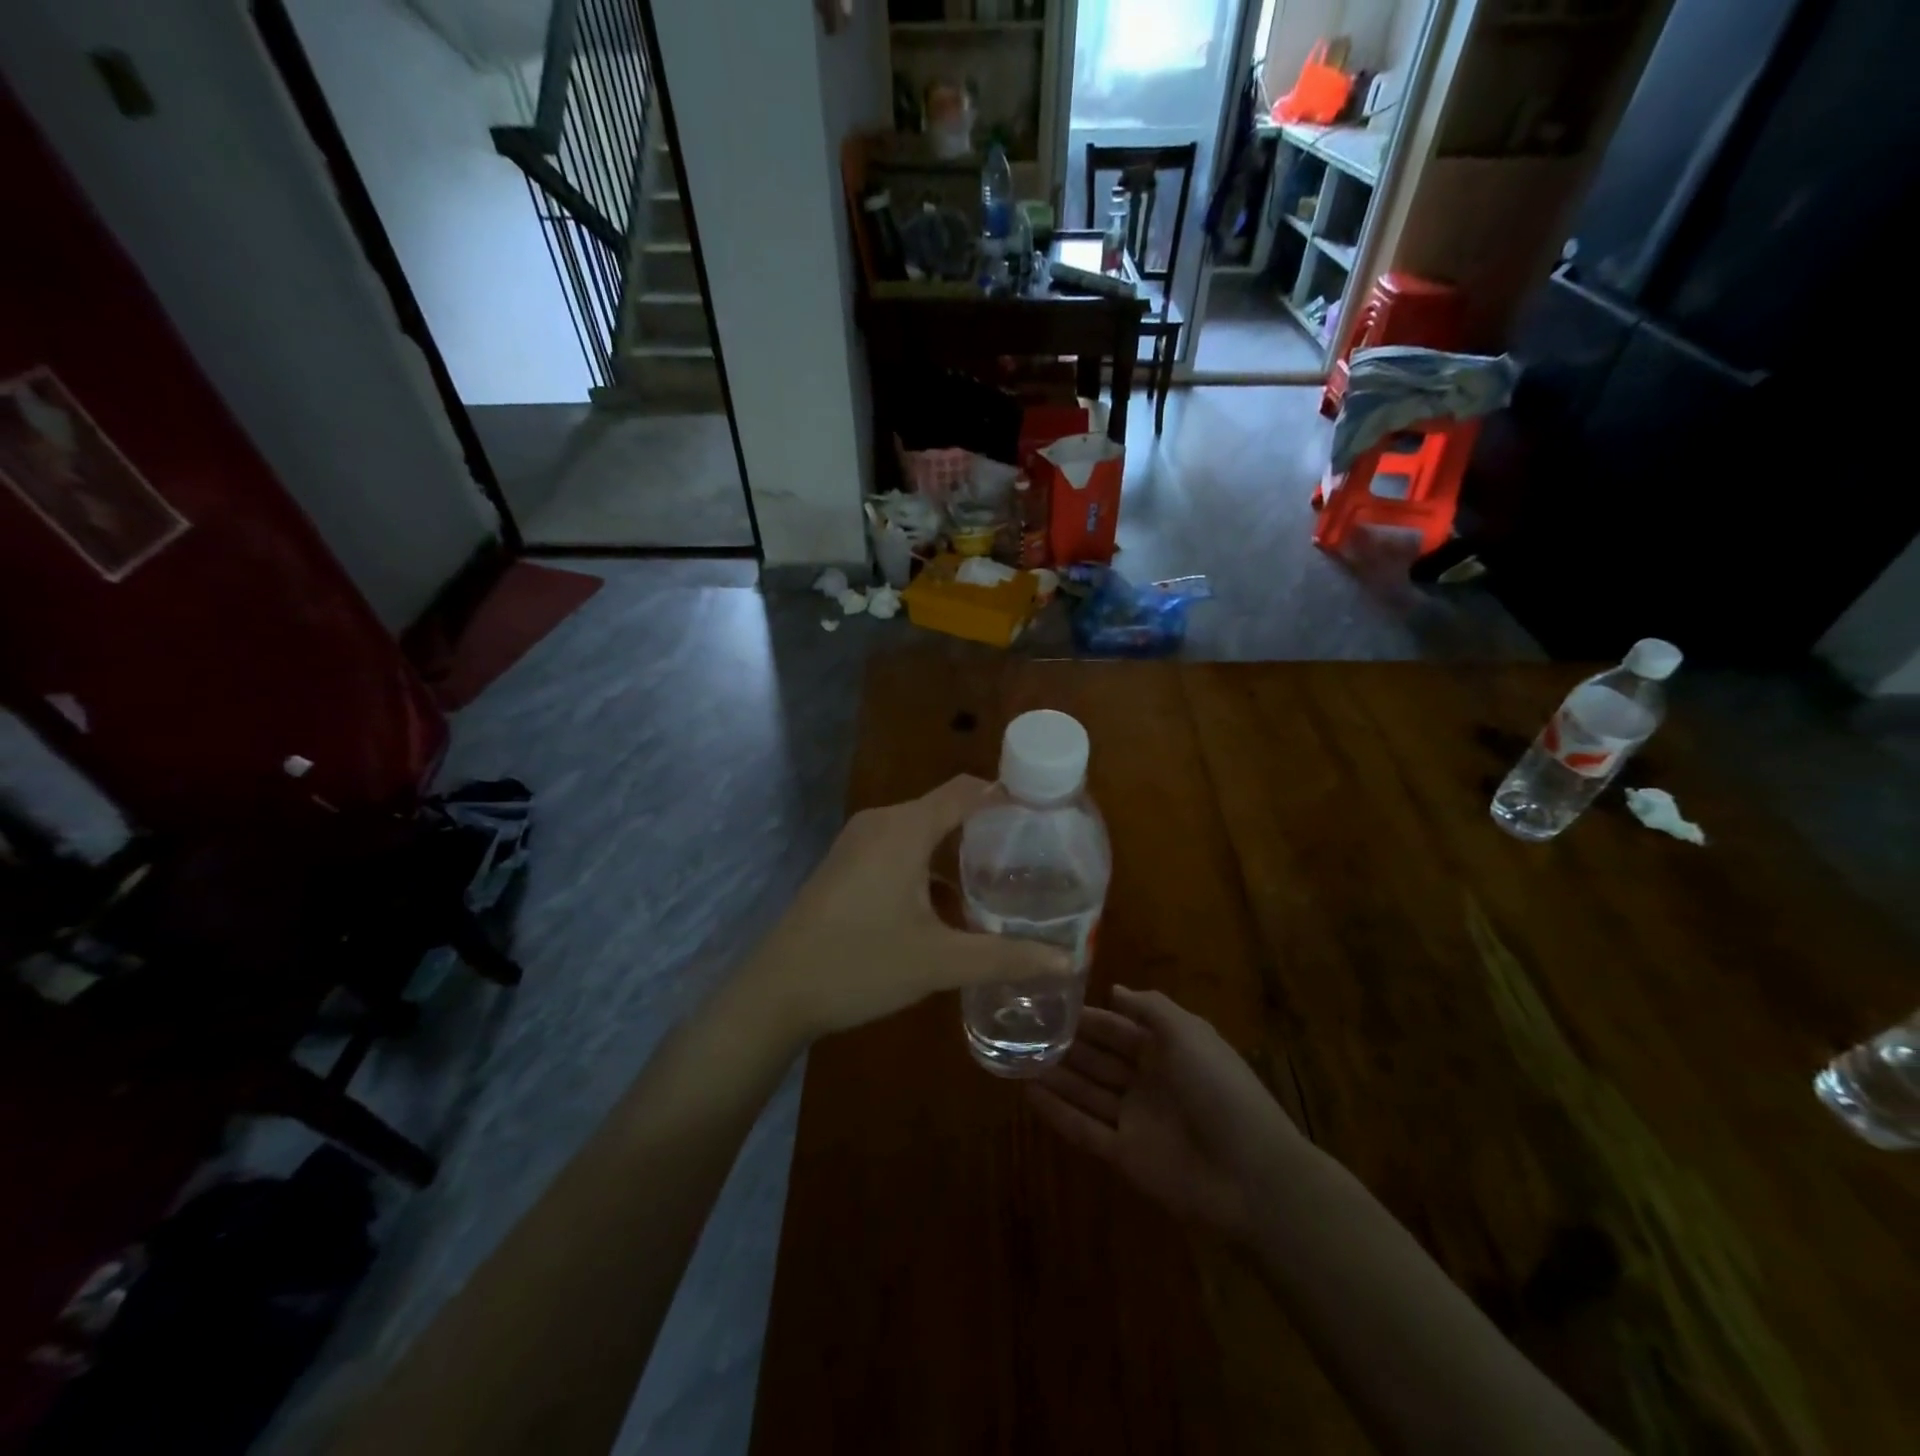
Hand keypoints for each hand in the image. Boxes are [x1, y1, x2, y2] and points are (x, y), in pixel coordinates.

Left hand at [742, 776, 1072, 1042]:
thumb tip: (1066, 961)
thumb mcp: (939, 962)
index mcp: (904, 828)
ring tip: (1000, 883)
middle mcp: (881, 822)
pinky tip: (950, 905)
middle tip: (1034, 860)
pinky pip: (899, 849)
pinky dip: (929, 865)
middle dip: (989, 830)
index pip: (967, 790)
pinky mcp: (845, 865)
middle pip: (947, 808)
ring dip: (958, 851)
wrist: (775, 993)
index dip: (1008, 796)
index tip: (1047, 818)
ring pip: (922, 831)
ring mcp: (857, 843)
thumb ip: (1005, 957)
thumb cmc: (860, 964)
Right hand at [1028, 986, 1305, 1241]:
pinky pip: (1085, 1129)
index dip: (1088, 1018)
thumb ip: (1150, 1008)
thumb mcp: (1189, 1033)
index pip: (1118, 1028)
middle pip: (1099, 1059)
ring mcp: (1135, 1120)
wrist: (1251, 1175)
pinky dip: (1059, 1113)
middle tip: (1024, 1031)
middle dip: (1067, 1046)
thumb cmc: (1220, 1090)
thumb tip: (1114, 990)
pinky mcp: (1125, 1156)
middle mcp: (1148, 1081)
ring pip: (1087, 1092)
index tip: (1050, 1005)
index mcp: (1167, 1050)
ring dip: (1056, 1076)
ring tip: (1017, 1059)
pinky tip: (1029, 1095)